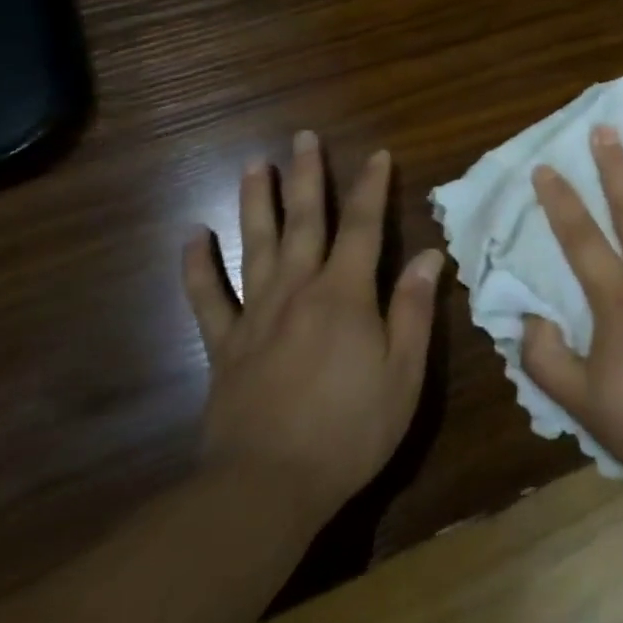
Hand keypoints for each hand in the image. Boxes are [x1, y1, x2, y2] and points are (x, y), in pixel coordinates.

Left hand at [182, 132, 443, 523]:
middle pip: (304, 222)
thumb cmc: (352, 429)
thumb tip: (430, 255)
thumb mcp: (404, 373)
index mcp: (345, 295)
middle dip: (307, 177)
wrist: (268, 485)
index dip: (372, 188)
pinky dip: (197, 266)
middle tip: (303, 137)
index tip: (377, 155)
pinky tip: (191, 236)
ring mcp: (256, 316)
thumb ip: (415, 310)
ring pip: (255, 245)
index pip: (364, 227)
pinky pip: (207, 298)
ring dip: (255, 202)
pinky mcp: (224, 346)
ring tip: (254, 165)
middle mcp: (298, 290)